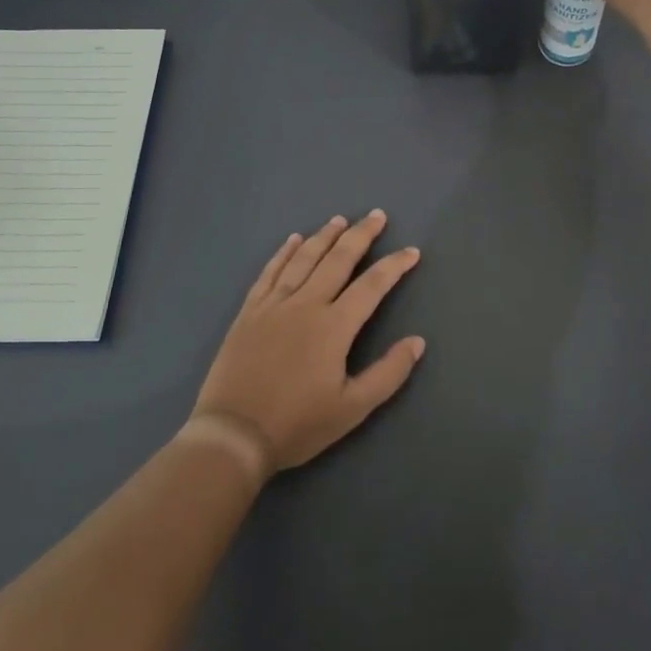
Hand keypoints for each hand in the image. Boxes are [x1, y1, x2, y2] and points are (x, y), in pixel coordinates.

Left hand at [190, 211, 424, 476]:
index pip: (372, 285)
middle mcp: (306, 304)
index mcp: (334, 326)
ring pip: (304, 259)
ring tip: (339, 219)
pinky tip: (293, 240)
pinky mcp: (249, 312)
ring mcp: (274, 305)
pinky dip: (283, 253)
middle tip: (376, 215)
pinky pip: (270, 272)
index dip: (394, 265)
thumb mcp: (352, 408)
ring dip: (324, 236)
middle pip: (338, 260)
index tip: (411, 251)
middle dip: (361, 235)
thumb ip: (389, 373)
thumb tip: (417, 341)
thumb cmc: (297, 424)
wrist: (233, 435)